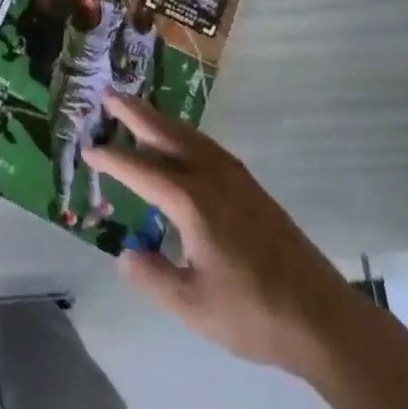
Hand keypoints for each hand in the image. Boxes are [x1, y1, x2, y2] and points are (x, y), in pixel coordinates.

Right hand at [86, 95, 366, 381]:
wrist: (320, 315)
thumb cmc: (252, 311)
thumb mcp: (193, 305)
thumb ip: (154, 276)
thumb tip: (124, 255)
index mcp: (190, 199)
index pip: (139, 169)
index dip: (111, 159)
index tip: (86, 149)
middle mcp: (209, 175)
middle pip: (164, 133)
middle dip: (133, 113)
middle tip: (108, 94)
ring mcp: (233, 176)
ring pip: (187, 134)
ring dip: (158, 119)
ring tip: (136, 109)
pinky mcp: (249, 185)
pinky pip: (205, 144)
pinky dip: (182, 133)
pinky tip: (180, 142)